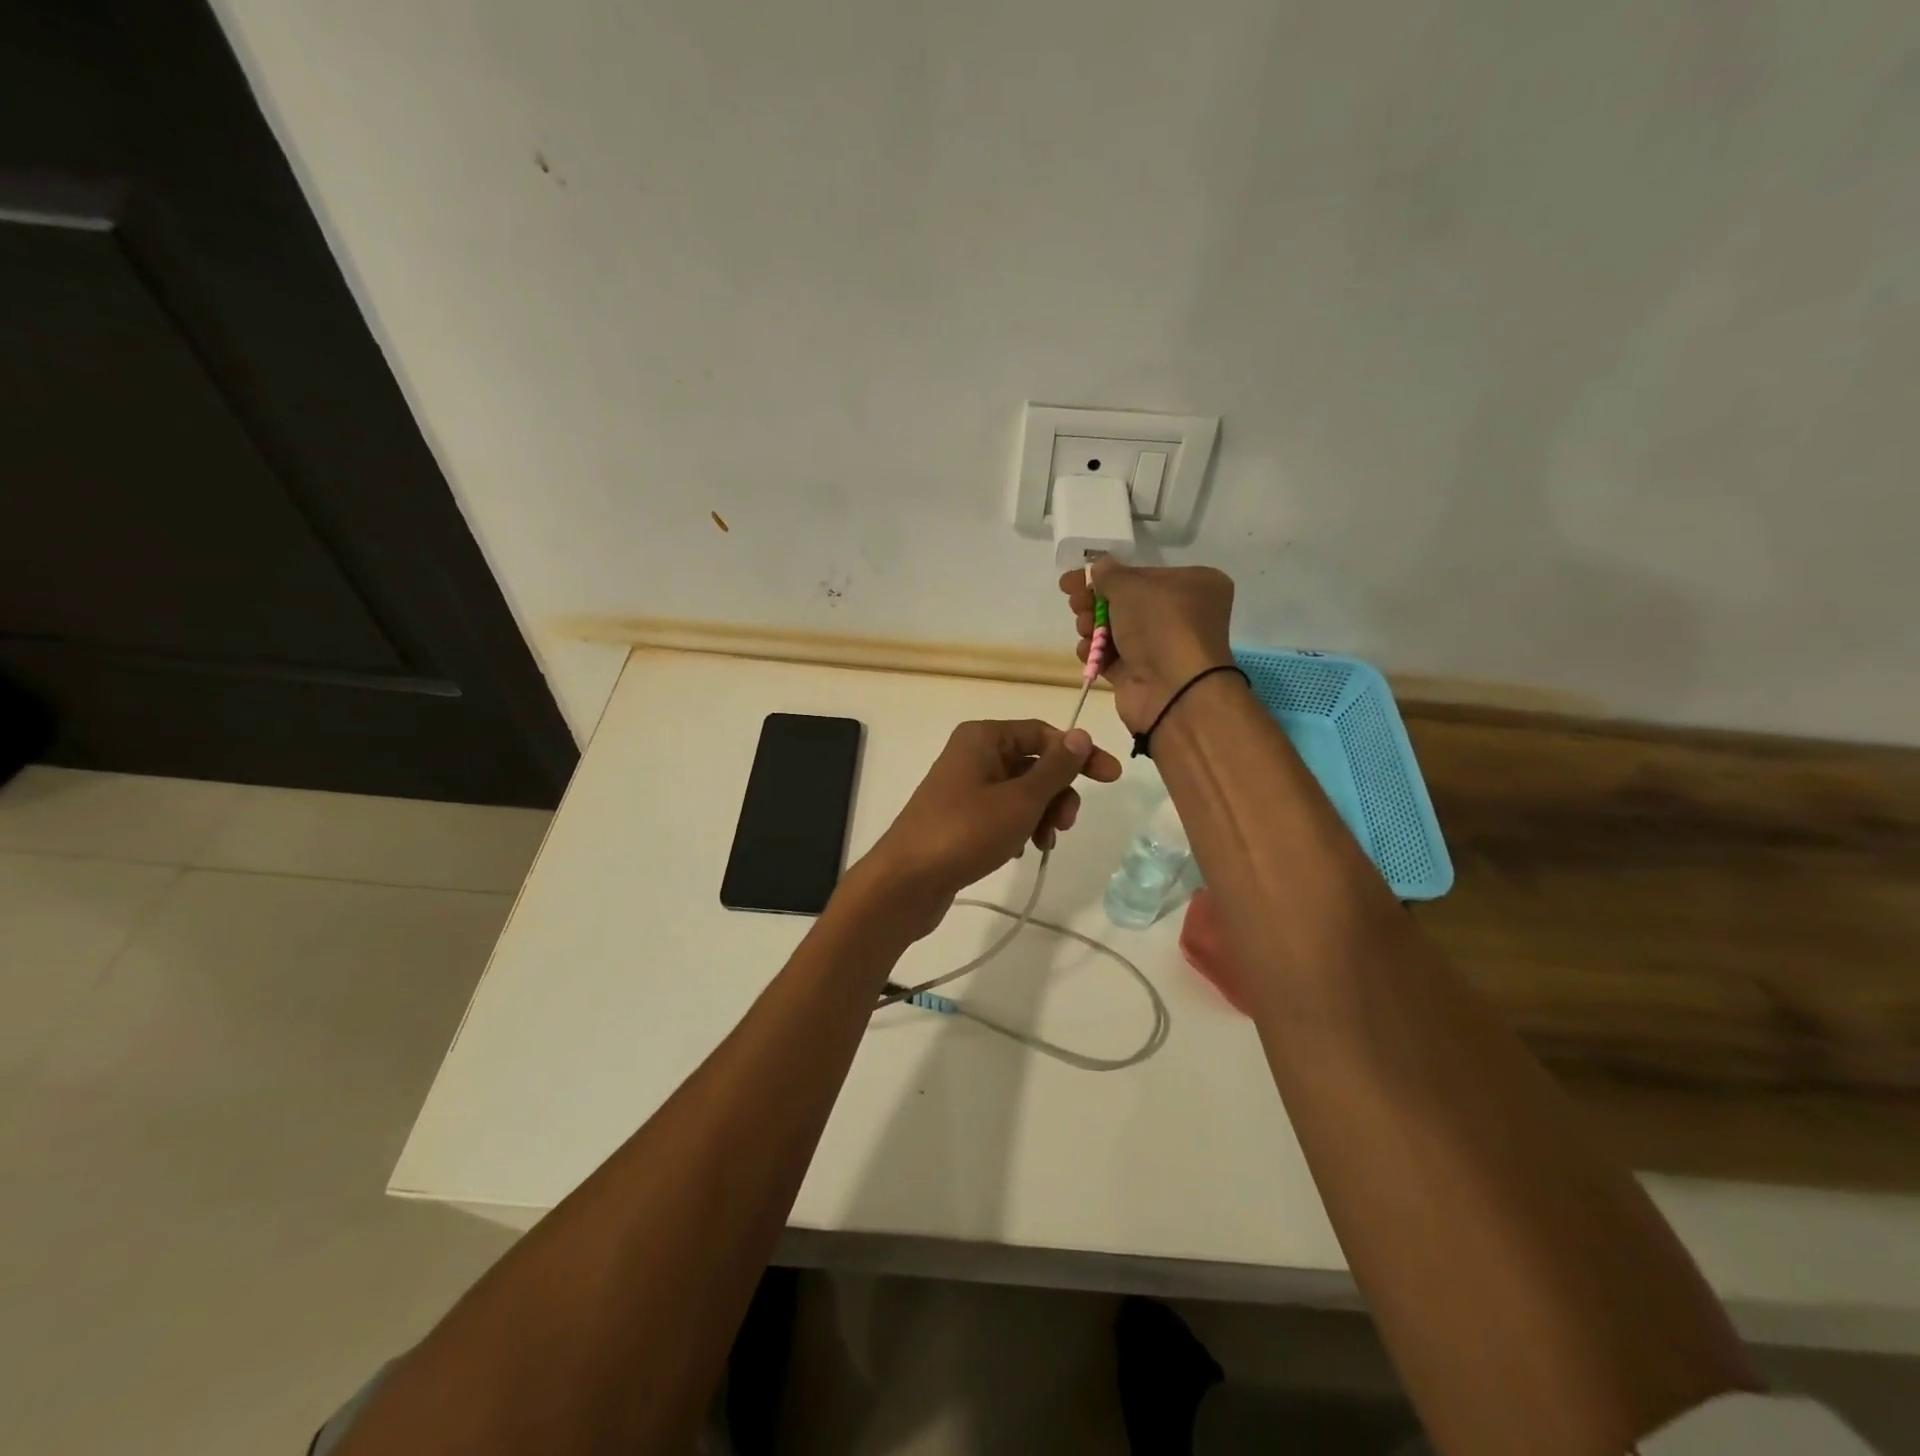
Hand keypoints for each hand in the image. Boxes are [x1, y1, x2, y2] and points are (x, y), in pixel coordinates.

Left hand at [858, 719, 1121, 935]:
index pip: (1043, 733)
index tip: (1111, 779)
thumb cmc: (965, 832)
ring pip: (1020, 791)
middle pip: (1033, 763)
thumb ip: (1055, 768)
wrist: (906, 881)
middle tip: (1065, 825)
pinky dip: (1018, 827)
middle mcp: (972, 754)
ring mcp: (963, 787)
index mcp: (983, 737)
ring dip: (1041, 814)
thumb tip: (1080, 735)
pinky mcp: (959, 817)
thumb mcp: (1020, 799)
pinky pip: (1002, 812)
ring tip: (1041, 843)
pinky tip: (1018, 851)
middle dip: (1057, 793)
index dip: (1079, 754)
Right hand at [1060, 560, 1235, 734]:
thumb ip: (1110, 574)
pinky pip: (1113, 657)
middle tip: (1073, 602)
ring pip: (1117, 630)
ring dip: (1092, 626)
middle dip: (1095, 601)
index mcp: (1194, 585)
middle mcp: (1182, 615)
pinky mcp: (1143, 675)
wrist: (1174, 691)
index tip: (1075, 578)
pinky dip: (1097, 653)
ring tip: (1083, 628)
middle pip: (1127, 602)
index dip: (1108, 574)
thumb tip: (1099, 566)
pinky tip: (1086, 651)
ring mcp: (1162, 647)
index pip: (1143, 574)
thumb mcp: (1131, 587)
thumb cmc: (1161, 626)